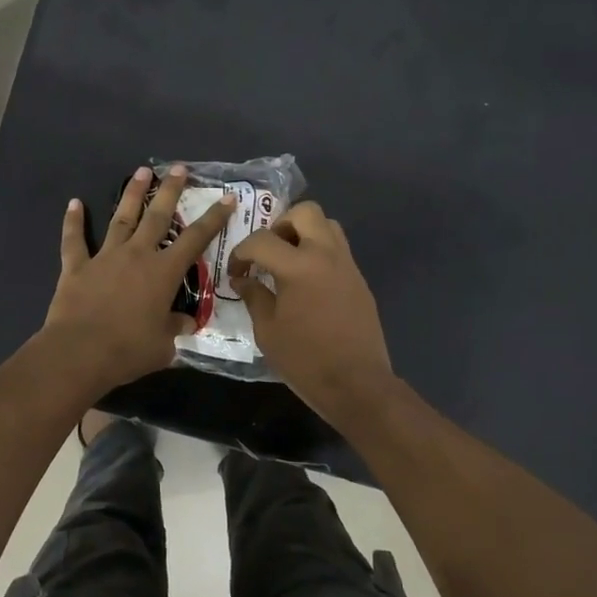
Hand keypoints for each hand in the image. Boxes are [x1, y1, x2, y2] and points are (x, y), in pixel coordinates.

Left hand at [45, 165, 235, 391]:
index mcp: (164, 272)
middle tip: (178, 168)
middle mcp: (137, 255)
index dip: (214, 218)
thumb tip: (186, 322)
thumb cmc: (128, 350)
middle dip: (170, 190)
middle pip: (157, 216)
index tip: (226, 197)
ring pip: (121, 218)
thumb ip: (175, 328)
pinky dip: (73, 221)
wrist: (80, 352)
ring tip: (141, 171)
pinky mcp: (77, 267)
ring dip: (132, 194)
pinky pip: (74, 240)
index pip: (196, 239)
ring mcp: (105, 257)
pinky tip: (74, 203)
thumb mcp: (164, 345)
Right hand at [229, 202, 394, 422]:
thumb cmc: (305, 360)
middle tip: (268, 251)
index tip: (236, 272)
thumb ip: (254, 297)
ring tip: (288, 261)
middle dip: (280, 225)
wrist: (357, 384)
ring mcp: (348, 265)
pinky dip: (320, 253)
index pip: (262, 240)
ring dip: (305, 233)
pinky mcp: (359, 280)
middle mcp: (326, 255)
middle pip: (305, 212)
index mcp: (299, 266)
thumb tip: (243, 280)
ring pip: (328, 225)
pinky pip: (338, 250)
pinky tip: (308, 283)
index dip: (242, 252)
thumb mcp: (268, 331)